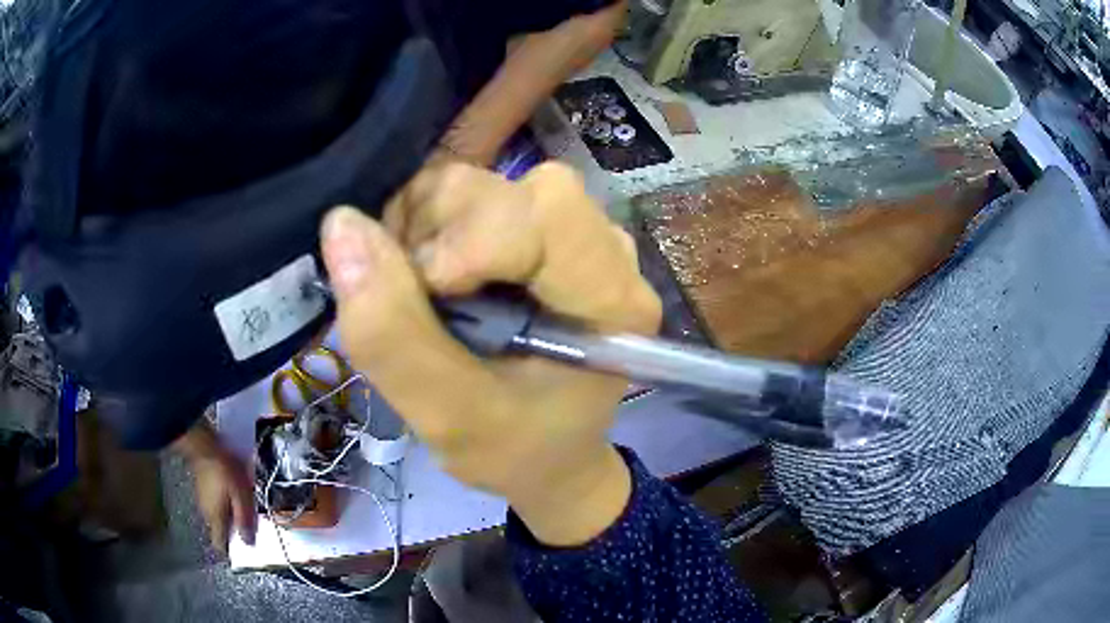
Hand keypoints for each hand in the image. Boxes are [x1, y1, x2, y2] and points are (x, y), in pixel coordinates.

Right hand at [173, 420, 256, 553]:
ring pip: (219, 514)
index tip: (244, 546)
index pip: (219, 544)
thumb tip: (249, 543)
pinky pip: (216, 501)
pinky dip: (226, 501)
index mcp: (215, 519)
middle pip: (221, 529)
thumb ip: (244, 518)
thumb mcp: (240, 495)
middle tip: (251, 523)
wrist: (202, 442)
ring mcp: (201, 498)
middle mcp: (205, 513)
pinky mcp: (202, 485)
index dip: (231, 549)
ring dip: (232, 513)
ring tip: (246, 506)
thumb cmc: (223, 471)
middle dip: (235, 529)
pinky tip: (235, 491)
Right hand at [320, 162, 660, 545]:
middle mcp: (606, 250)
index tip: (428, 301)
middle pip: (511, 189)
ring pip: (486, 183)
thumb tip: (341, 228)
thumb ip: (393, 335)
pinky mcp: (545, 233)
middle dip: (439, 233)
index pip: (542, 214)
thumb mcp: (449, 418)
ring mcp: (578, 235)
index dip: (463, 244)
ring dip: (427, 227)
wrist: (547, 459)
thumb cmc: (514, 452)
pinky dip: (433, 225)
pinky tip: (432, 275)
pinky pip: (479, 194)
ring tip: (422, 291)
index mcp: (611, 300)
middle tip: (415, 296)